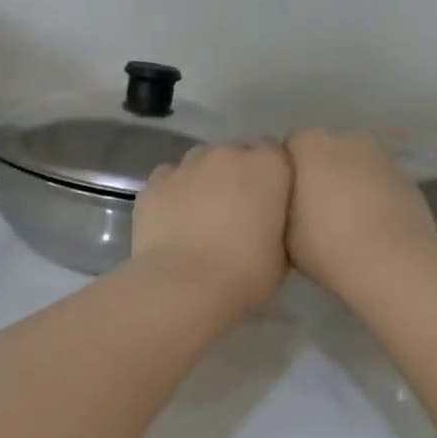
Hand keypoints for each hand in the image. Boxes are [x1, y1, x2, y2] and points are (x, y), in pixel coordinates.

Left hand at [133, 142, 291, 310]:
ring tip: (199, 216)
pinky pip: (168, 180)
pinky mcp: (153, 184)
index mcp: (267, 166)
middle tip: (233, 213)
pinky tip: (172, 221)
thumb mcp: (282, 252)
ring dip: (202, 181)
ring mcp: (186, 166)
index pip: (273, 153)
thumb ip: (276, 223)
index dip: (269, 176)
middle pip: (233, 155)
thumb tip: (265, 222)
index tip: (267, 201)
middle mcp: (226, 154)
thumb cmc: (245, 272)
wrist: (185, 285)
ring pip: (198, 163)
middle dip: (234, 176)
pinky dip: (172, 193)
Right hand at [284, 130, 436, 297]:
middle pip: (325, 150)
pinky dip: (373, 196)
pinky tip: (370, 228)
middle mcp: (348, 139)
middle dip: (318, 172)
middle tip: (312, 210)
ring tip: (343, 221)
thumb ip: (281, 202)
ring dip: (348, 183)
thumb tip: (289, 199)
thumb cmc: (326, 244)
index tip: (285, 200)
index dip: (287, 173)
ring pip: (355, 165)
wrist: (392, 263)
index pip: (290, 146)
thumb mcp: (283, 229)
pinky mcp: (408, 179)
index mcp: (311, 144)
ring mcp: (382, 157)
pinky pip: (379, 183)